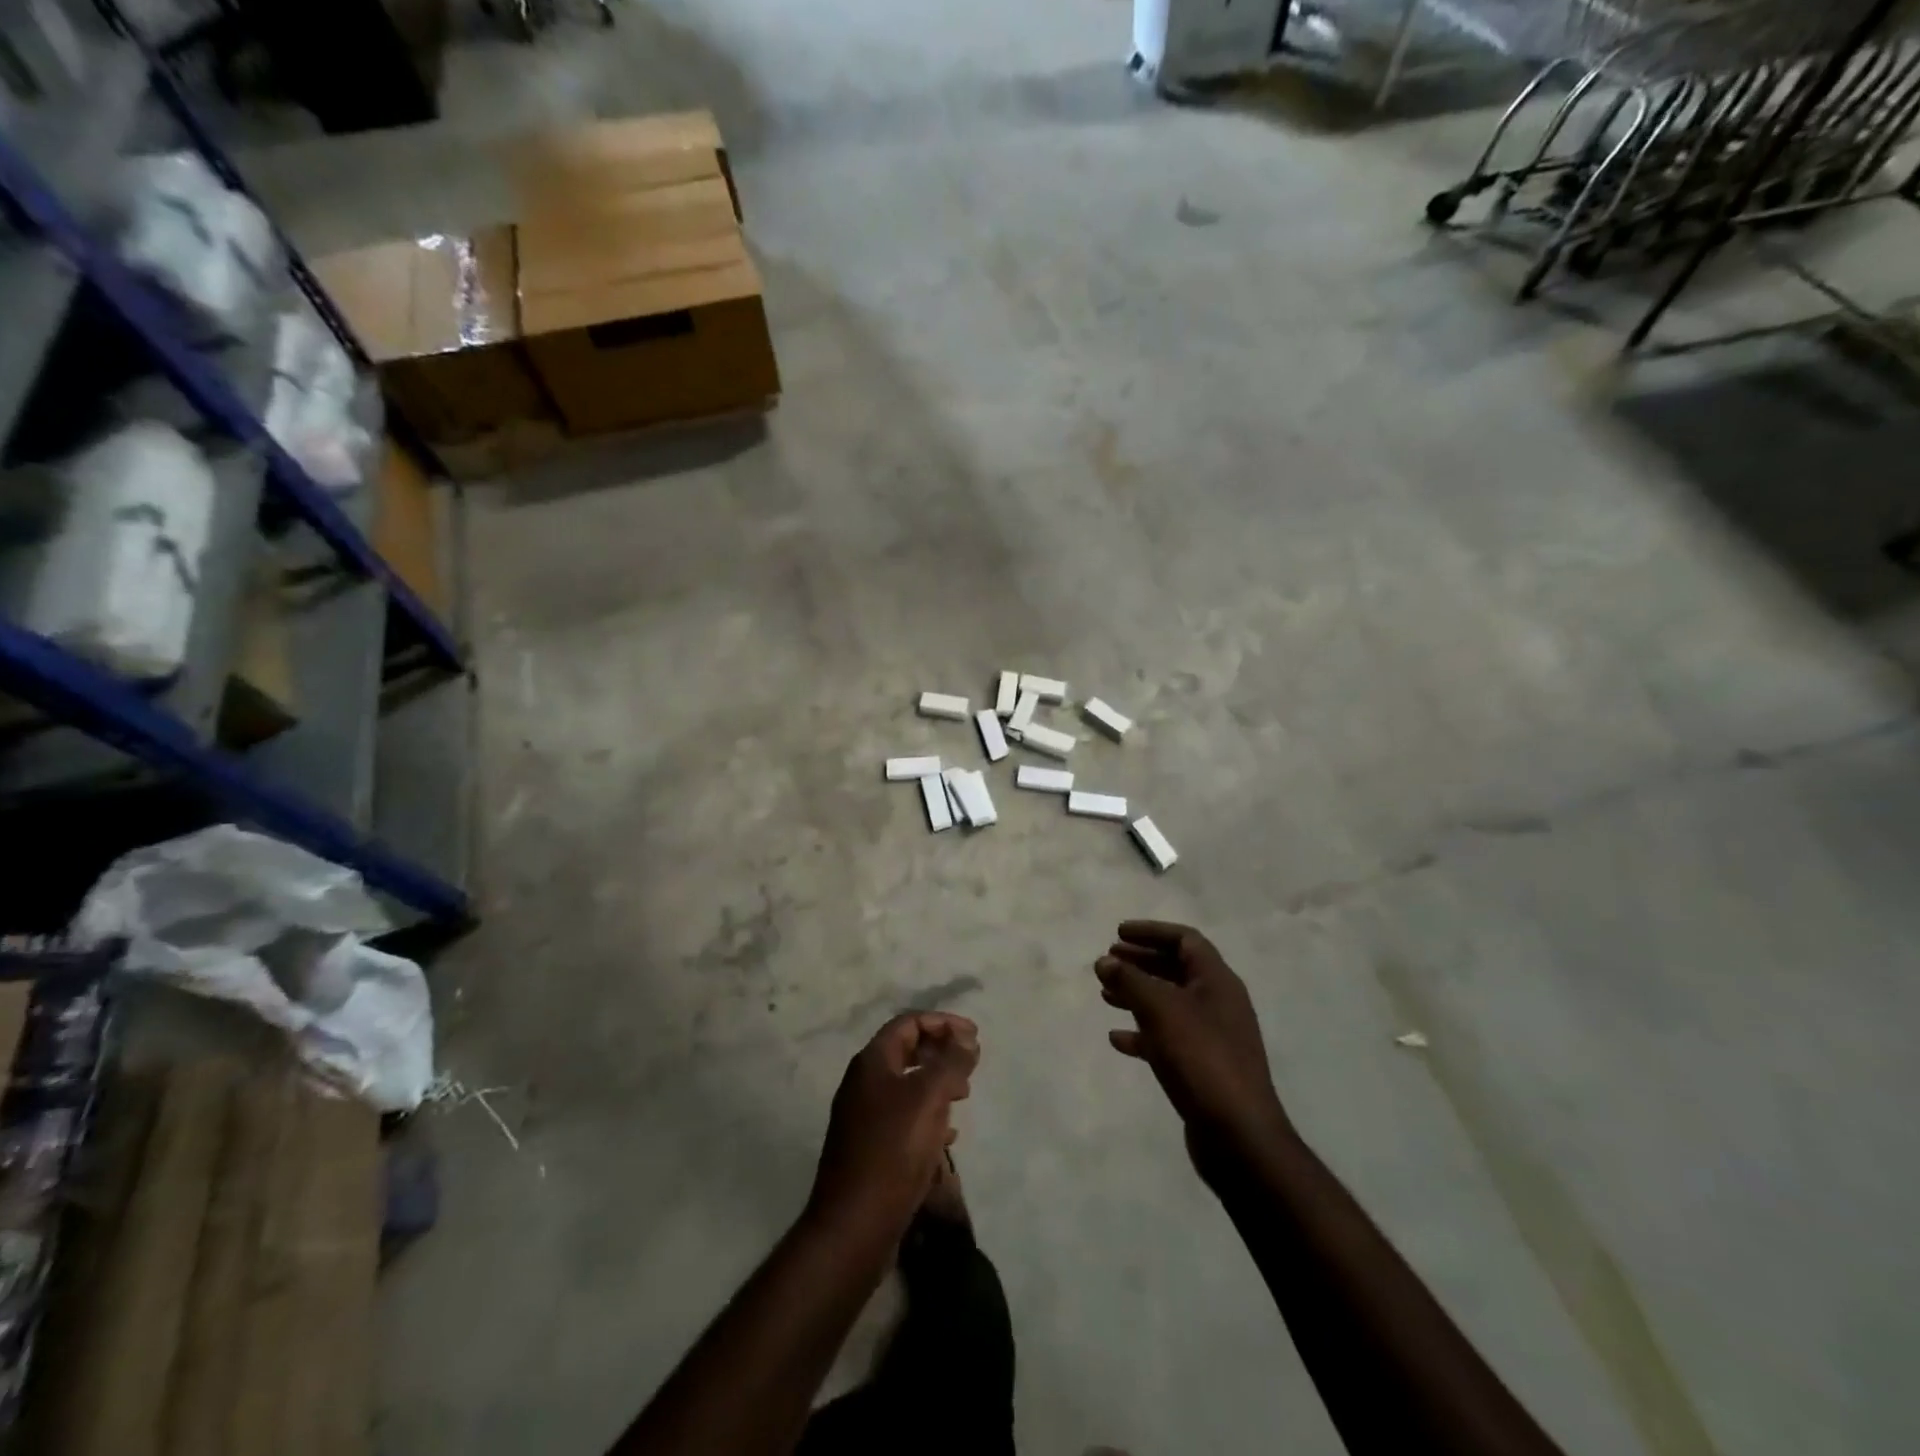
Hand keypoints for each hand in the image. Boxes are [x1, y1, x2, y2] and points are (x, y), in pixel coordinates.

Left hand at [807, 1012, 979, 1238]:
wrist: (854, 1224)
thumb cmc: (893, 1150)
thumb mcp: (929, 1097)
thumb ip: (951, 1062)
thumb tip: (966, 1038)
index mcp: (872, 1062)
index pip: (908, 1023)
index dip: (943, 1023)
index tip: (974, 1035)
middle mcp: (863, 1083)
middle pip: (907, 1052)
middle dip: (941, 1052)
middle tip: (971, 1064)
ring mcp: (863, 1117)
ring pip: (906, 1086)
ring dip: (937, 1083)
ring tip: (963, 1095)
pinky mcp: (869, 1148)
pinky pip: (904, 1118)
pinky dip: (928, 1115)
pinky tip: (947, 1135)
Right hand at [1096, 921, 1288, 1158]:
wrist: (1238, 1135)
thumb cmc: (1200, 1058)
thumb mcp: (1160, 1010)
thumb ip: (1130, 980)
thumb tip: (1105, 960)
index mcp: (1217, 981)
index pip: (1185, 940)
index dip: (1151, 931)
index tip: (1118, 933)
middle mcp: (1218, 1003)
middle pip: (1176, 969)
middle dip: (1141, 962)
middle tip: (1108, 960)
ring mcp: (1213, 1037)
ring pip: (1170, 1004)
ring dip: (1137, 995)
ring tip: (1105, 995)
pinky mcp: (1203, 1067)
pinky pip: (1168, 1038)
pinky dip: (1143, 1033)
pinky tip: (1117, 1039)